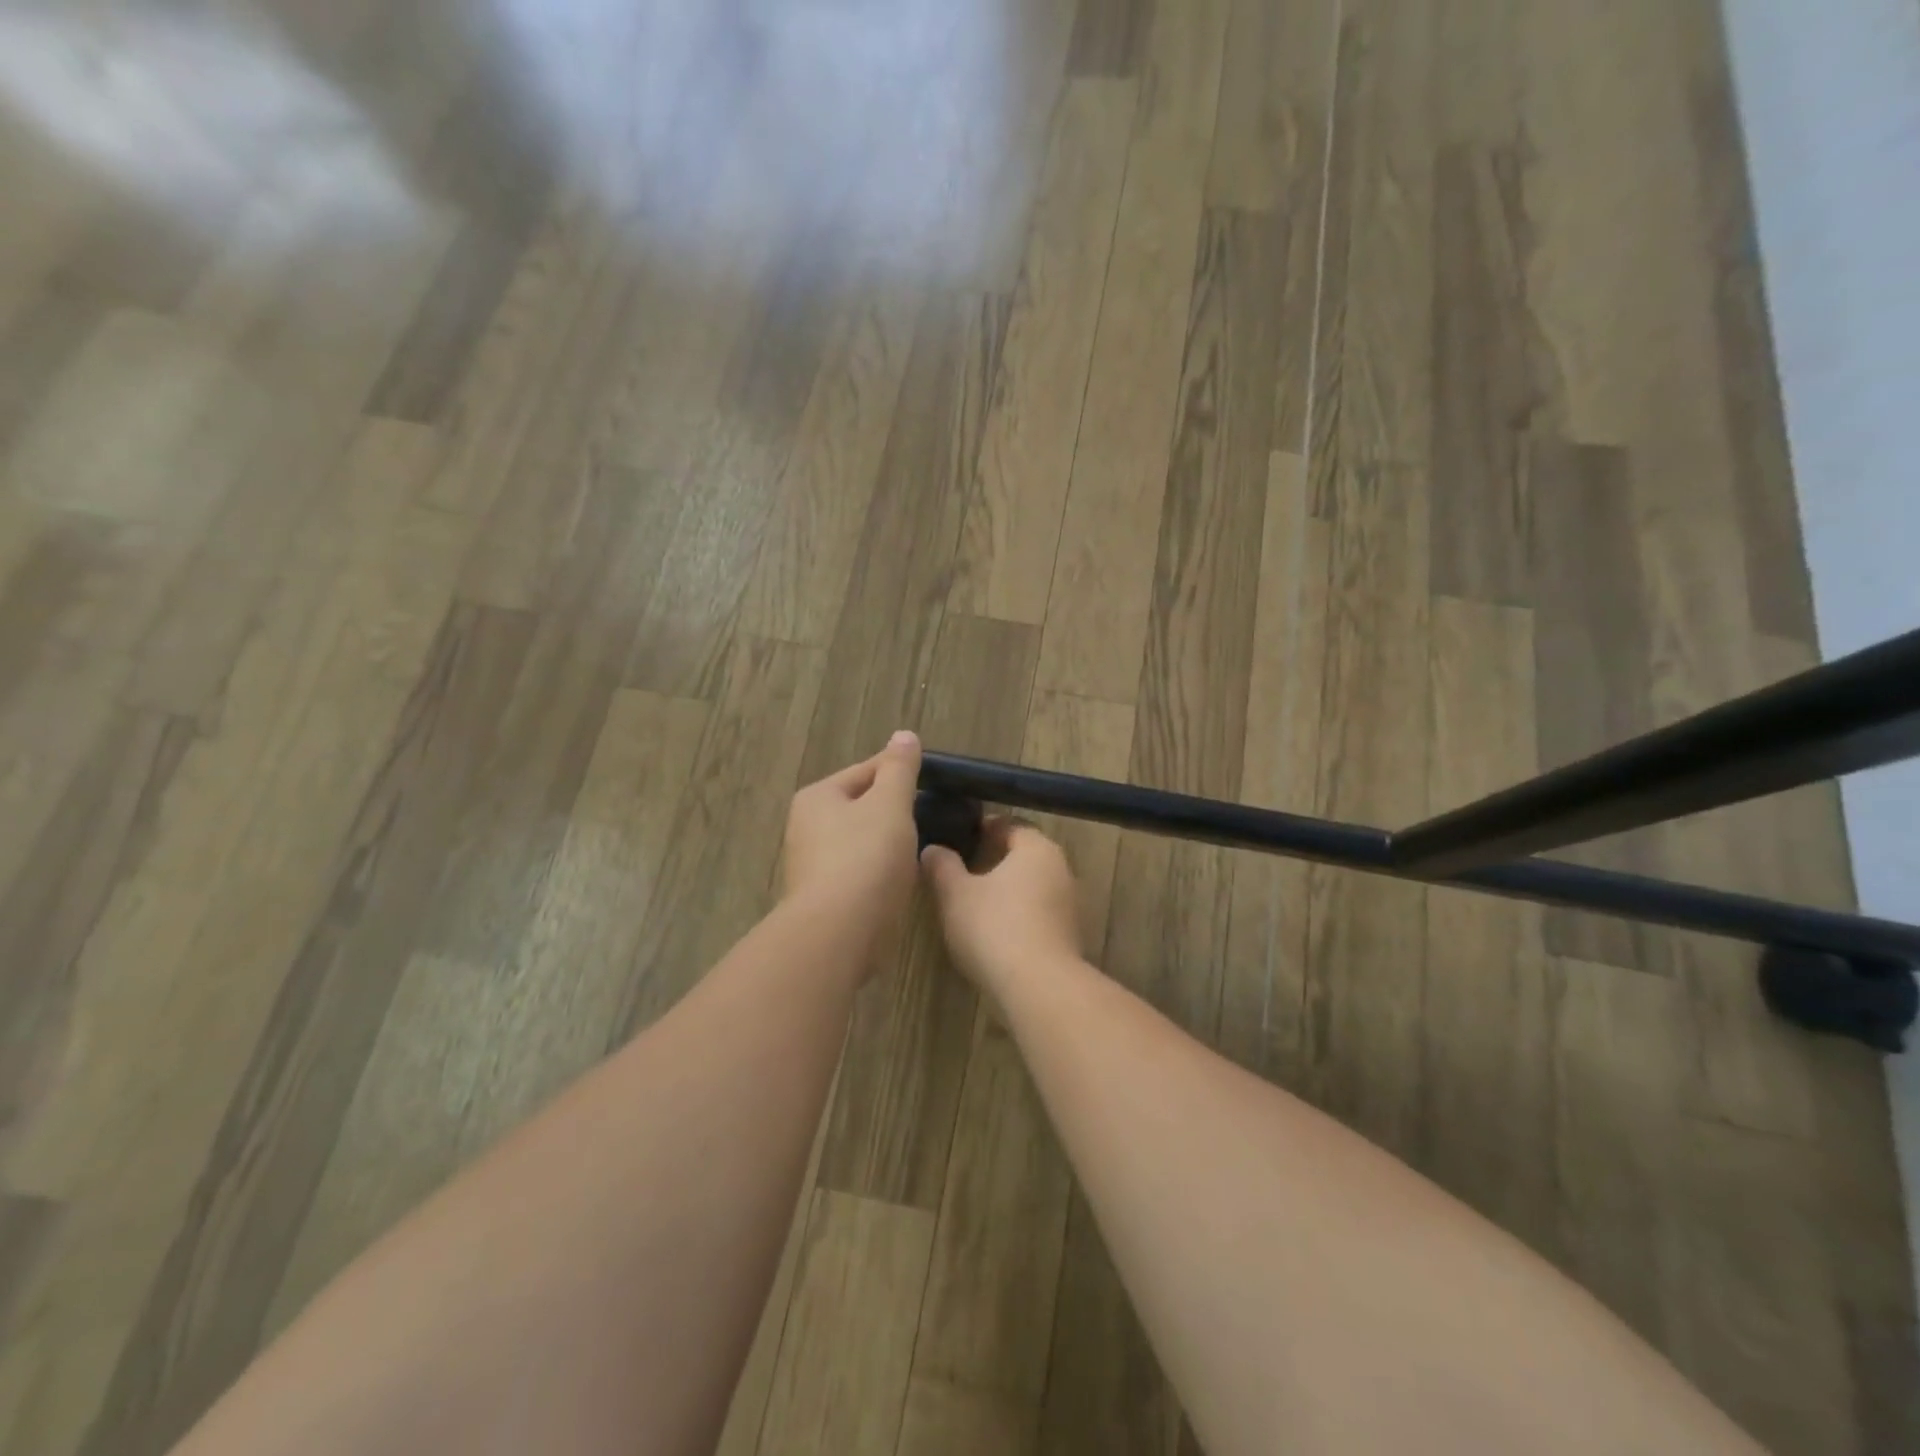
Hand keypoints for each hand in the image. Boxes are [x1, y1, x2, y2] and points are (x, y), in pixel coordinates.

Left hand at [782, 731, 923, 940]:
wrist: (838, 933)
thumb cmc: (865, 857)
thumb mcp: (890, 804)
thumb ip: (900, 769)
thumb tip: (904, 735)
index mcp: (818, 797)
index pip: (866, 771)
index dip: (901, 772)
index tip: (934, 780)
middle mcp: (807, 826)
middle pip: (862, 806)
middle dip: (894, 810)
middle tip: (933, 815)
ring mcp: (813, 864)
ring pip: (862, 841)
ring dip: (888, 842)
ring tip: (923, 846)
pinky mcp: (824, 897)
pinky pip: (860, 872)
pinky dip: (880, 871)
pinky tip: (902, 879)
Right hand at [921, 819, 1081, 993]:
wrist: (1039, 988)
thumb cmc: (994, 927)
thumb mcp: (955, 894)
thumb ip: (942, 866)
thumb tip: (933, 848)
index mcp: (1037, 847)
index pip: (1009, 824)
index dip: (981, 828)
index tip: (956, 839)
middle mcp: (1060, 868)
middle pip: (1022, 855)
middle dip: (992, 860)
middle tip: (959, 870)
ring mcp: (1068, 904)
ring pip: (1030, 885)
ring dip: (1005, 890)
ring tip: (971, 902)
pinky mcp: (1067, 936)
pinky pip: (1037, 913)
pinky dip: (1017, 915)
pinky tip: (993, 932)